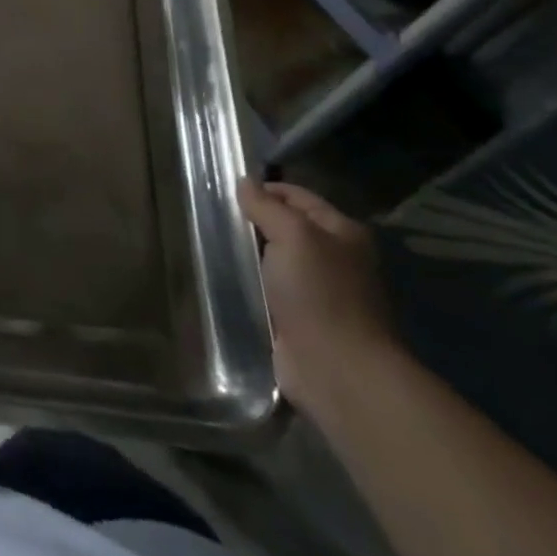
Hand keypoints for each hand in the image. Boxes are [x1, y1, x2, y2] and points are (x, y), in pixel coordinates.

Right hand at [238, 178, 400, 421]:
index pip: (297, 196)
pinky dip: (252, 285)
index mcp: (343, 233)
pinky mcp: (301, 321)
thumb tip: (244, 182)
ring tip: (213, 245)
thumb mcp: (293, 236)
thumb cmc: (320, 295)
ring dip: (251, 256)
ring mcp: (319, 293)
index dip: (264, 189)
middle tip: (215, 218)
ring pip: (275, 261)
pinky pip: (270, 291)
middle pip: (287, 228)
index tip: (226, 190)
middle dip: (254, 222)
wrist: (339, 373)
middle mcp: (335, 259)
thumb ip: (266, 206)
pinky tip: (226, 278)